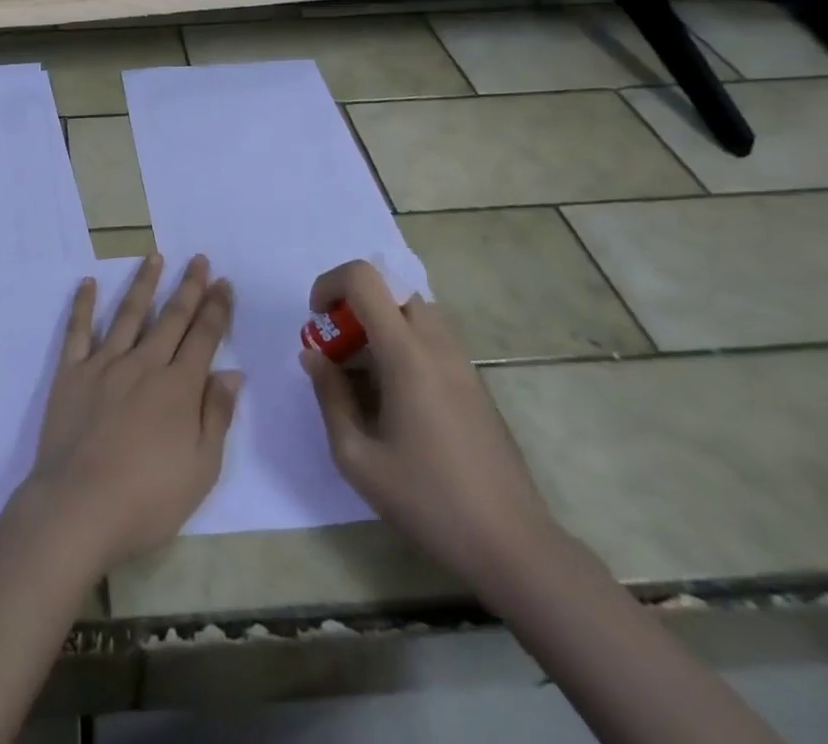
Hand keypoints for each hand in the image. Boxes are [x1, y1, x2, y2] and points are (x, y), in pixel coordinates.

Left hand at [22, 252, 242, 574]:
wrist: (79, 507)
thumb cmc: (147, 499)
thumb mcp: (201, 468)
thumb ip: (217, 415)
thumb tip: (232, 373)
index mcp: (178, 387)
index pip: (204, 337)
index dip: (216, 308)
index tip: (223, 282)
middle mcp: (144, 364)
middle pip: (171, 318)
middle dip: (188, 287)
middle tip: (198, 259)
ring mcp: (104, 364)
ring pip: (129, 314)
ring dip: (144, 284)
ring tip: (154, 257)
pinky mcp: (71, 372)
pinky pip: (78, 331)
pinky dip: (83, 305)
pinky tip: (88, 283)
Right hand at [301, 260, 559, 595]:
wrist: (514, 548)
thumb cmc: (428, 502)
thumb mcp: (356, 456)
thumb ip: (329, 396)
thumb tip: (312, 355)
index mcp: (407, 354)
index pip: (365, 279)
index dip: (331, 284)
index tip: (317, 320)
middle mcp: (437, 346)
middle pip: (392, 289)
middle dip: (355, 305)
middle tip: (339, 349)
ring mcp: (463, 364)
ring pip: (415, 312)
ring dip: (382, 324)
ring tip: (366, 374)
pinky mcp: (476, 385)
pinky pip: (433, 339)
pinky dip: (405, 345)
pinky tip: (397, 399)